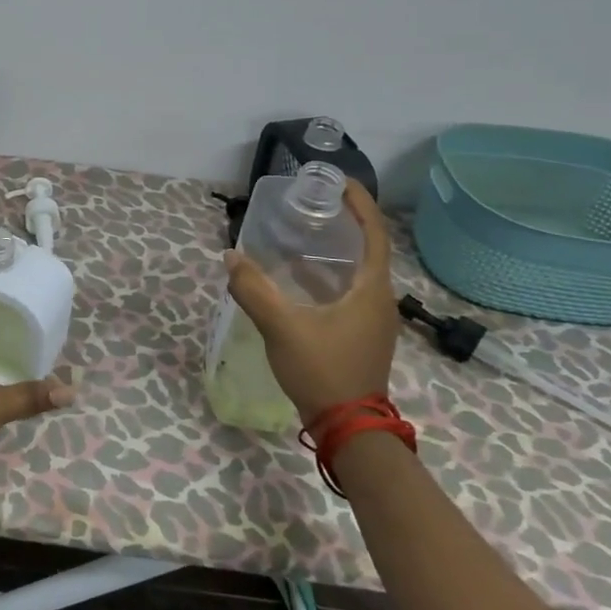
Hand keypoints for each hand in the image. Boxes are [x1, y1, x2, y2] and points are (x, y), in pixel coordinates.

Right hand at [222, 180, 399, 425]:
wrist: (349, 429)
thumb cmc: (323, 371)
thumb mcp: (283, 327)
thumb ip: (254, 290)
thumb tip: (231, 257)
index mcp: (372, 290)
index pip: (375, 233)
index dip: (360, 203)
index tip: (337, 181)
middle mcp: (379, 299)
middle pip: (369, 248)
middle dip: (344, 222)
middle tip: (311, 204)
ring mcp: (373, 319)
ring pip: (357, 272)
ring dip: (334, 250)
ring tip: (301, 234)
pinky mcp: (361, 334)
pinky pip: (348, 291)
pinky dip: (327, 276)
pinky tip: (298, 279)